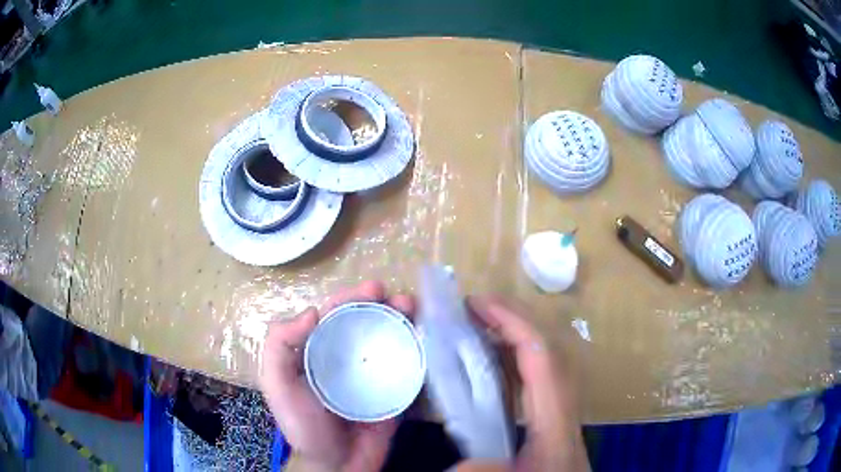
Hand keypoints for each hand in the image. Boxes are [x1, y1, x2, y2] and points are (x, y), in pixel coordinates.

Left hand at [260, 281, 414, 471]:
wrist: (338, 464)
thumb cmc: (304, 426)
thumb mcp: (277, 385)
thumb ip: (279, 347)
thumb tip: (312, 312)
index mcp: (318, 351)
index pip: (335, 315)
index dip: (352, 297)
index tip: (373, 289)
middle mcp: (346, 357)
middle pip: (366, 322)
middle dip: (384, 304)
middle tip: (401, 299)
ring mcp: (373, 373)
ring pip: (389, 338)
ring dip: (404, 320)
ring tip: (415, 311)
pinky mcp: (395, 390)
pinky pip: (408, 364)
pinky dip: (417, 347)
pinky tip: (426, 338)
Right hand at [457, 297, 588, 471]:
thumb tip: (457, 465)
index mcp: (558, 418)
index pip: (542, 357)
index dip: (513, 324)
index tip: (478, 304)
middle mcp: (563, 406)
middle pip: (547, 349)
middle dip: (514, 320)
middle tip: (475, 307)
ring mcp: (560, 411)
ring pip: (544, 362)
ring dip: (513, 338)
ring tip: (479, 327)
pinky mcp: (551, 421)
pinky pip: (535, 379)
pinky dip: (513, 362)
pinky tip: (491, 367)